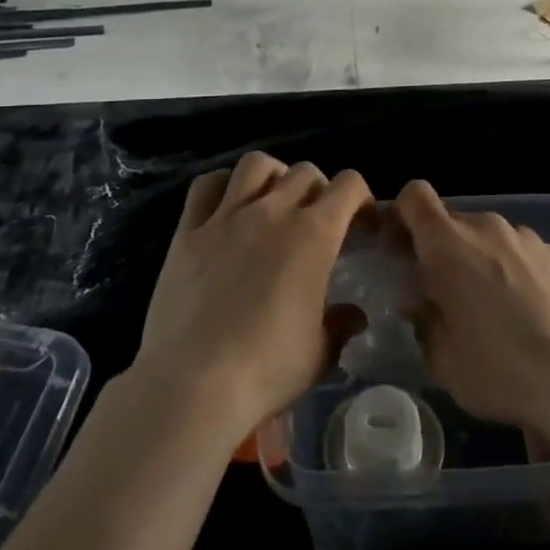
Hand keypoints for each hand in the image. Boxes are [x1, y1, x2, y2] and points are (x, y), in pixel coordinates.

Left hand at [136, 152, 370, 438]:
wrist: (193, 384)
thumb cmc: (266, 370)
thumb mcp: (319, 355)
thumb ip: (340, 326)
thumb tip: (353, 315)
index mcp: (314, 235)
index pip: (349, 186)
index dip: (361, 199)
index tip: (362, 225)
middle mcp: (273, 212)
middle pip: (305, 172)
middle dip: (319, 190)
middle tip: (316, 221)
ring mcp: (226, 217)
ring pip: (256, 164)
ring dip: (273, 175)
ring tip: (273, 201)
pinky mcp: (188, 231)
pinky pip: (205, 186)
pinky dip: (222, 185)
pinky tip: (226, 206)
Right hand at [392, 180, 549, 437]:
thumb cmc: (499, 371)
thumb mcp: (442, 359)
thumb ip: (422, 320)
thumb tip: (420, 302)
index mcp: (448, 245)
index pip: (415, 196)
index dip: (402, 215)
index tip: (400, 248)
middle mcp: (487, 228)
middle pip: (451, 221)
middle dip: (441, 249)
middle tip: (444, 292)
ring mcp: (526, 237)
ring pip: (488, 236)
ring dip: (479, 260)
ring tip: (491, 307)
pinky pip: (520, 251)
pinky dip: (513, 269)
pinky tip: (526, 310)